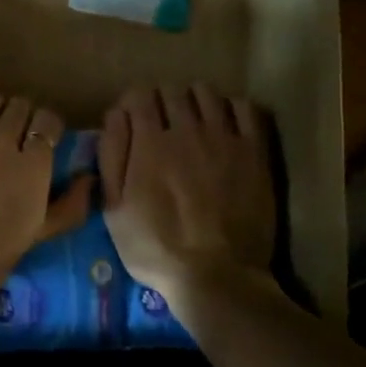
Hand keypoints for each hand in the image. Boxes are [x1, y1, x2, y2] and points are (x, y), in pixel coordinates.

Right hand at [99, 84, 275, 308]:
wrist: (217, 276)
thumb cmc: (155, 247)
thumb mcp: (114, 208)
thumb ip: (111, 156)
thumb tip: (115, 115)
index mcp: (149, 141)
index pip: (139, 95)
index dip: (133, 104)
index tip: (134, 122)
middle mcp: (186, 129)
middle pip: (171, 90)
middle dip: (161, 101)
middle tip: (162, 125)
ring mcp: (224, 137)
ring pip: (206, 93)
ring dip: (194, 101)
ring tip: (193, 123)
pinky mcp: (254, 151)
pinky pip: (244, 108)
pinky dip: (230, 109)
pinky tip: (225, 127)